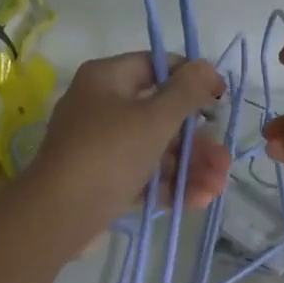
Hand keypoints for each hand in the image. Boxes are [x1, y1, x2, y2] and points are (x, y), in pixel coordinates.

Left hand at [26, 51, 230, 244]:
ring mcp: (102, 148)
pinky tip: (200, 199)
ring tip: (219, 187)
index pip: (155, 66)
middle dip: (198, 140)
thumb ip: (185, 92)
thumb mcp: (153, 119)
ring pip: (156, 151)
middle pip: (160, 116)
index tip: (220, 98)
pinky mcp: (104, 182)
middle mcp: (102, 109)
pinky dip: (170, 186)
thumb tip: (207, 67)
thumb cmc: (108, 155)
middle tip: (225, 159)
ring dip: (191, 167)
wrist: (58, 216)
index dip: (191, 79)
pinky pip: (144, 177)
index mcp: (106, 80)